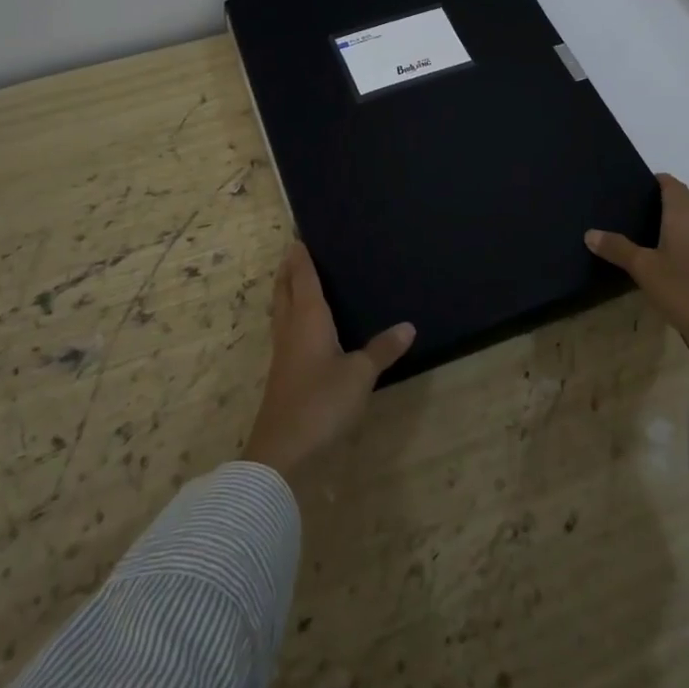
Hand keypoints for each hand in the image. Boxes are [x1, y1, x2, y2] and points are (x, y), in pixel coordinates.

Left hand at [241, 242, 415, 479]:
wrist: (283, 450)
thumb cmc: (322, 401)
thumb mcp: (360, 374)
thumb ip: (382, 349)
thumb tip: (408, 326)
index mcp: (308, 318)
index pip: (303, 278)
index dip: (301, 257)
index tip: (298, 236)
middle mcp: (291, 328)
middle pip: (284, 290)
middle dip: (288, 270)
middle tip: (293, 252)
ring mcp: (283, 352)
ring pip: (280, 310)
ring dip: (285, 292)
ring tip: (294, 281)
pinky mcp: (282, 373)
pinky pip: (285, 330)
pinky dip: (290, 316)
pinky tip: (301, 328)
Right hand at [586, 173, 688, 351]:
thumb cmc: (685, 288)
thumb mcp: (644, 269)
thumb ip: (617, 248)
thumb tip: (589, 232)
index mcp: (683, 213)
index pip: (671, 183)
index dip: (654, 180)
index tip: (633, 187)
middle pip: (686, 197)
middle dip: (666, 197)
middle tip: (638, 208)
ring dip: (679, 215)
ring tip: (651, 228)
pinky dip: (687, 234)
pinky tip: (670, 252)